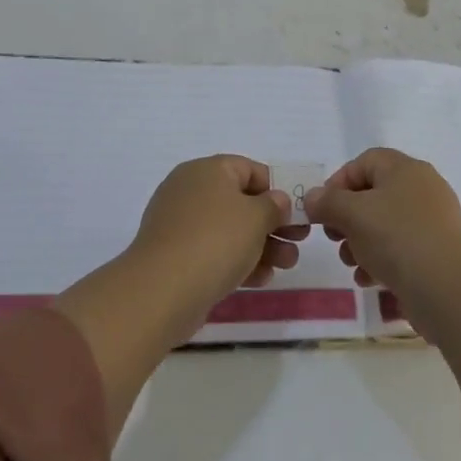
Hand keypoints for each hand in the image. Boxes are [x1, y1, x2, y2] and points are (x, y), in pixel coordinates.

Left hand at [56, 155, 310, 441]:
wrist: (162, 291)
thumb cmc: (216, 240)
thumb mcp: (256, 217)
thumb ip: (274, 205)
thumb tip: (276, 201)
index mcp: (207, 171)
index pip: (249, 169)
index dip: (277, 188)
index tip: (297, 211)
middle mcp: (190, 191)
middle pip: (241, 202)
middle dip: (273, 223)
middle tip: (298, 241)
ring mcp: (180, 225)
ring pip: (230, 230)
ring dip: (262, 246)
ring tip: (287, 265)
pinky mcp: (176, 257)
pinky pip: (214, 252)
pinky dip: (239, 262)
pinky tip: (262, 279)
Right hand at [302, 148, 460, 299]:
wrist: (448, 288)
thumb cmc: (396, 238)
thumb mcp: (353, 214)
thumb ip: (327, 202)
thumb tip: (313, 198)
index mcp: (405, 169)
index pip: (365, 161)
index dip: (338, 182)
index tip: (322, 210)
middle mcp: (422, 188)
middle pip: (374, 194)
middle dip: (348, 217)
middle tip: (334, 238)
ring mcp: (433, 221)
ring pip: (386, 223)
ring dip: (361, 242)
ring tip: (351, 263)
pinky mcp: (437, 251)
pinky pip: (402, 248)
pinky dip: (382, 260)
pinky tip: (369, 279)